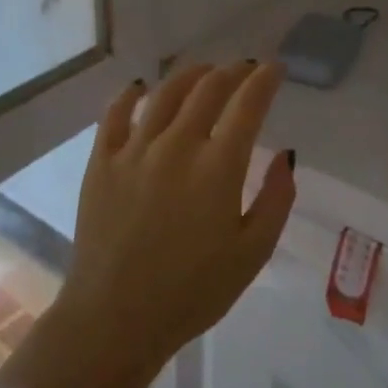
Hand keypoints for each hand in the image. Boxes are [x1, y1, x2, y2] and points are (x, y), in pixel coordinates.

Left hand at [7, 62, 295, 387]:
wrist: (115, 319)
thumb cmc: (193, 292)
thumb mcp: (253, 253)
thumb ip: (276, 199)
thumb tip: (285, 155)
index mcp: (218, 167)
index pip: (248, 105)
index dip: (265, 80)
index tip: (275, 69)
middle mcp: (177, 145)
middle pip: (208, 89)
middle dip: (233, 71)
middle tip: (245, 69)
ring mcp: (134, 150)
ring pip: (165, 93)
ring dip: (190, 75)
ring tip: (204, 71)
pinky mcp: (102, 162)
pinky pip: (115, 114)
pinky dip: (130, 94)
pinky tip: (140, 87)